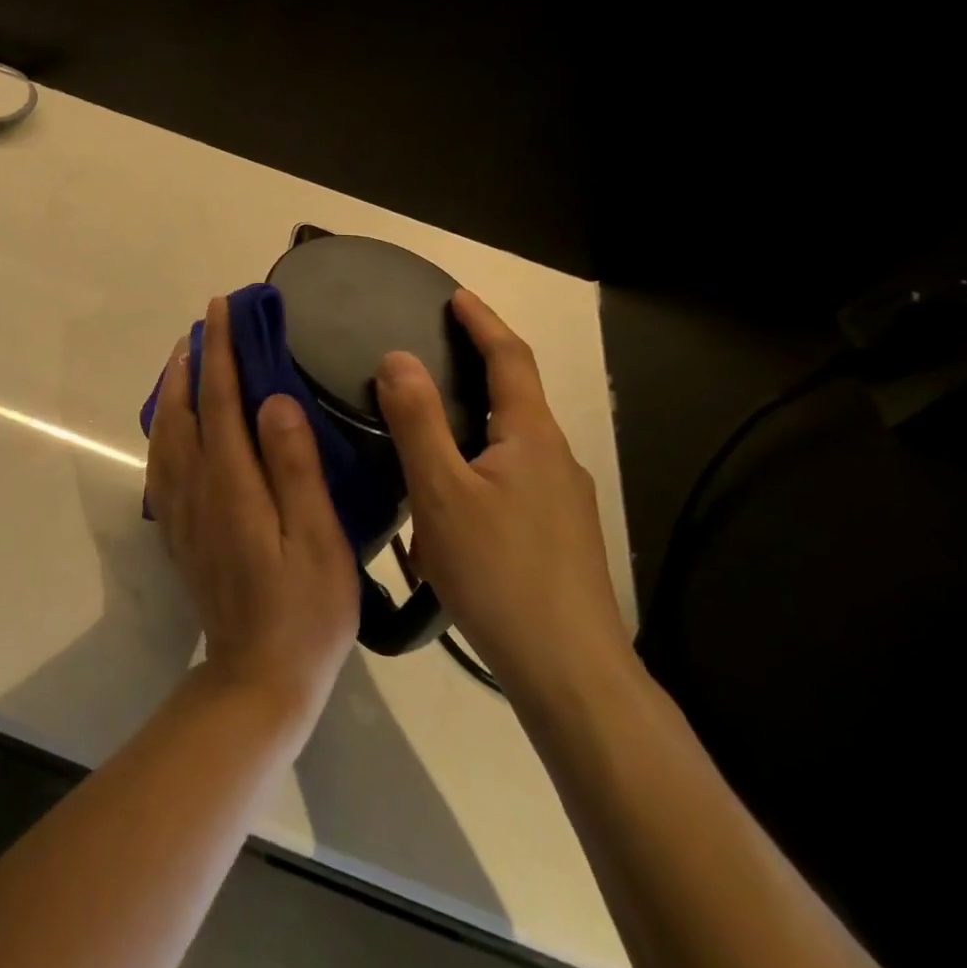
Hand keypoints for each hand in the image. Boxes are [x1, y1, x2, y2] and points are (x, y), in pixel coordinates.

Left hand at [146, 297, 359, 731]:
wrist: (258, 676)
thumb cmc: (305, 611)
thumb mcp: (317, 540)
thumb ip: (293, 467)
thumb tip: (272, 400)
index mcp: (233, 483)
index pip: (221, 399)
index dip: (221, 350)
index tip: (222, 309)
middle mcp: (198, 488)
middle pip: (186, 409)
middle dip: (193, 360)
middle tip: (205, 325)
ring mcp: (183, 511)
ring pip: (167, 433)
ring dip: (175, 390)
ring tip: (186, 360)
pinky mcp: (181, 530)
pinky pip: (162, 463)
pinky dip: (164, 428)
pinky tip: (174, 425)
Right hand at [375, 288, 629, 699]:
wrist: (569, 670)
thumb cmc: (499, 571)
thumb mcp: (441, 491)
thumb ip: (417, 421)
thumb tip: (397, 357)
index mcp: (531, 437)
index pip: (509, 358)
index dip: (481, 322)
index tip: (454, 296)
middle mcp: (555, 459)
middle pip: (511, 401)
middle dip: (469, 377)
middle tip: (419, 369)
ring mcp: (562, 502)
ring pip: (505, 450)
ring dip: (464, 438)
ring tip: (415, 453)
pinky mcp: (558, 537)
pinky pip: (508, 487)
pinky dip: (472, 478)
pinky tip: (443, 517)